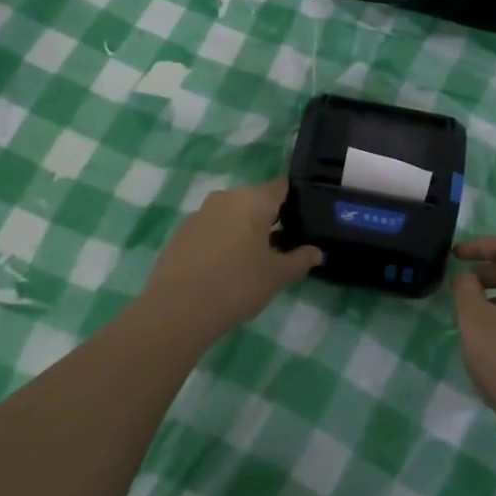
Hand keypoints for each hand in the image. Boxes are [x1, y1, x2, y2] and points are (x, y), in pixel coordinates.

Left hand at [138, 179, 321, 343]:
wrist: (179, 308)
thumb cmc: (238, 284)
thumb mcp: (277, 276)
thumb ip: (300, 260)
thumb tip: (317, 252)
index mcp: (254, 200)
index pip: (281, 187)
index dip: (293, 200)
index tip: (301, 219)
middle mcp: (226, 197)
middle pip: (254, 200)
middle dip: (267, 218)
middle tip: (278, 246)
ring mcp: (200, 213)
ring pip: (230, 214)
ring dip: (242, 230)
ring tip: (250, 260)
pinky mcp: (181, 232)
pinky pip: (210, 229)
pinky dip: (220, 241)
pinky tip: (222, 268)